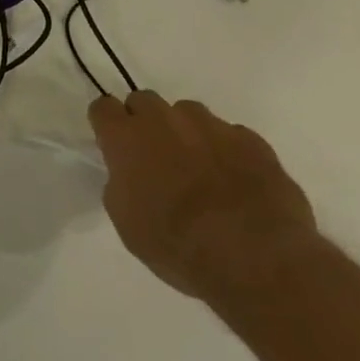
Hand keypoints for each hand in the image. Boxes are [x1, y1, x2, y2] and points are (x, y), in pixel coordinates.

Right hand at [90, 90, 320, 307]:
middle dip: (145, 121)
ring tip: (199, 167)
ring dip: (186, 131)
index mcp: (126, 138)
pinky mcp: (252, 141)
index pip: (103, 107)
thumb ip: (121, 183)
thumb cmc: (177, 245)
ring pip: (188, 113)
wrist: (256, 260)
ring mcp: (211, 126)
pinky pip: (230, 134)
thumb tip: (130, 172)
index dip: (107, 124)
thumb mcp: (126, 222)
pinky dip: (226, 150)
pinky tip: (235, 180)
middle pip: (144, 100)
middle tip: (154, 156)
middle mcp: (164, 120)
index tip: (113, 144)